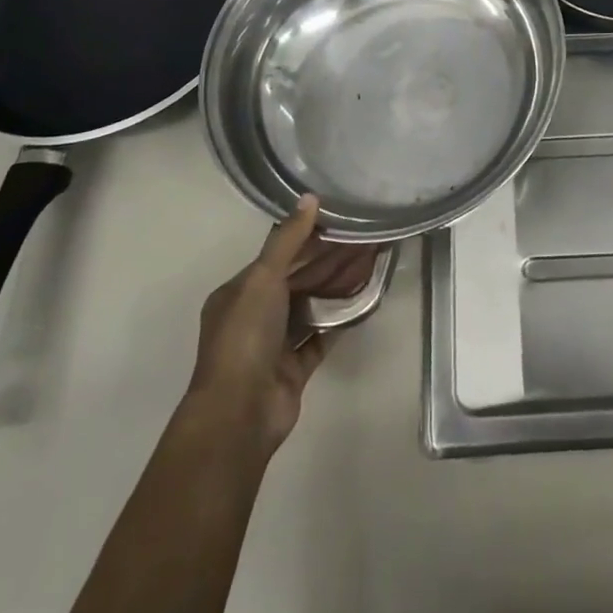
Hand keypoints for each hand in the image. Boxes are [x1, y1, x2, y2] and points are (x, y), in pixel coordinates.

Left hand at [186, 196, 377, 453]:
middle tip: (368, 240)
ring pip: (312, 306)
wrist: (239, 415)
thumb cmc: (245, 338)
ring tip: (373, 264)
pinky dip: (340, 319)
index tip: (344, 222)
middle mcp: (255, 315)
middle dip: (332, 260)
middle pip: (300, 279)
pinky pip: (321, 336)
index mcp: (240, 292)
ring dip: (339, 286)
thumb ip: (288, 240)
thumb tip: (310, 198)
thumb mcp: (262, 279)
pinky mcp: (294, 368)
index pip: (280, 256)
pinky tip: (365, 301)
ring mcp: (275, 344)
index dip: (311, 238)